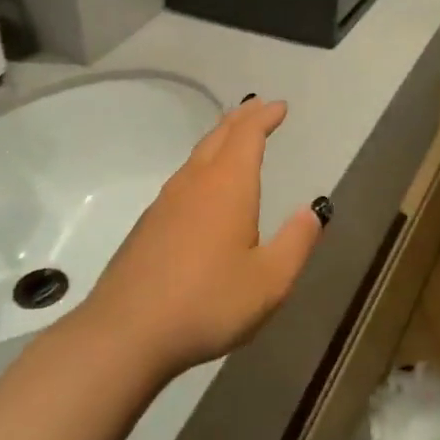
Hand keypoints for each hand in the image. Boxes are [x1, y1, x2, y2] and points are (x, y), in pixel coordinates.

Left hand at [82, 97, 325, 375]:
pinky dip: (202, 165)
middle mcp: (195, 183)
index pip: (247, 135)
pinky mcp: (148, 225)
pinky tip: (202, 187)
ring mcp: (165, 202)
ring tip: (233, 138)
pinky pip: (182, 179)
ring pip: (197, 156)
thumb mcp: (270, 281)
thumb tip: (313, 210)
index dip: (264, 117)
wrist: (126, 332)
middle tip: (258, 108)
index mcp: (228, 186)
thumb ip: (296, 242)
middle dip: (241, 119)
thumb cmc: (208, 302)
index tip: (279, 106)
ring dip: (219, 139)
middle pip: (218, 137)